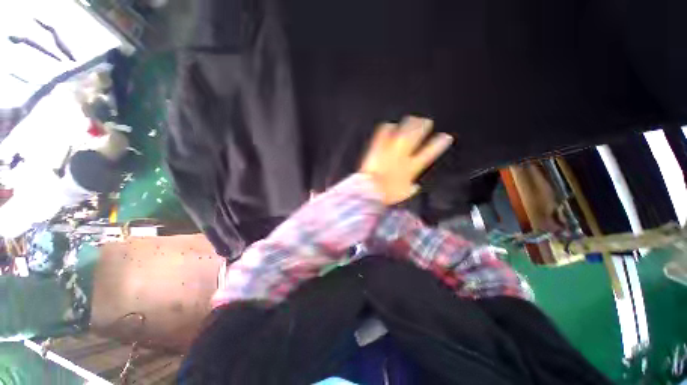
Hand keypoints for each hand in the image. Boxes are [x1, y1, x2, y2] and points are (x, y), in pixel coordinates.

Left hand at [360, 116, 452, 204]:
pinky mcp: (378, 149)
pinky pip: (383, 135)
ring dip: (408, 125)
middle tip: (427, 121)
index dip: (439, 144)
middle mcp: (403, 155)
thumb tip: (416, 187)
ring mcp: (390, 150)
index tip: (446, 137)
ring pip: (402, 133)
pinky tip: (388, 125)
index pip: (429, 152)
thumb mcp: (403, 194)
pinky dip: (386, 129)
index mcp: (412, 167)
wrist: (373, 189)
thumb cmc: (388, 194)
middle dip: (423, 128)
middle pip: (416, 137)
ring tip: (412, 118)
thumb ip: (410, 189)